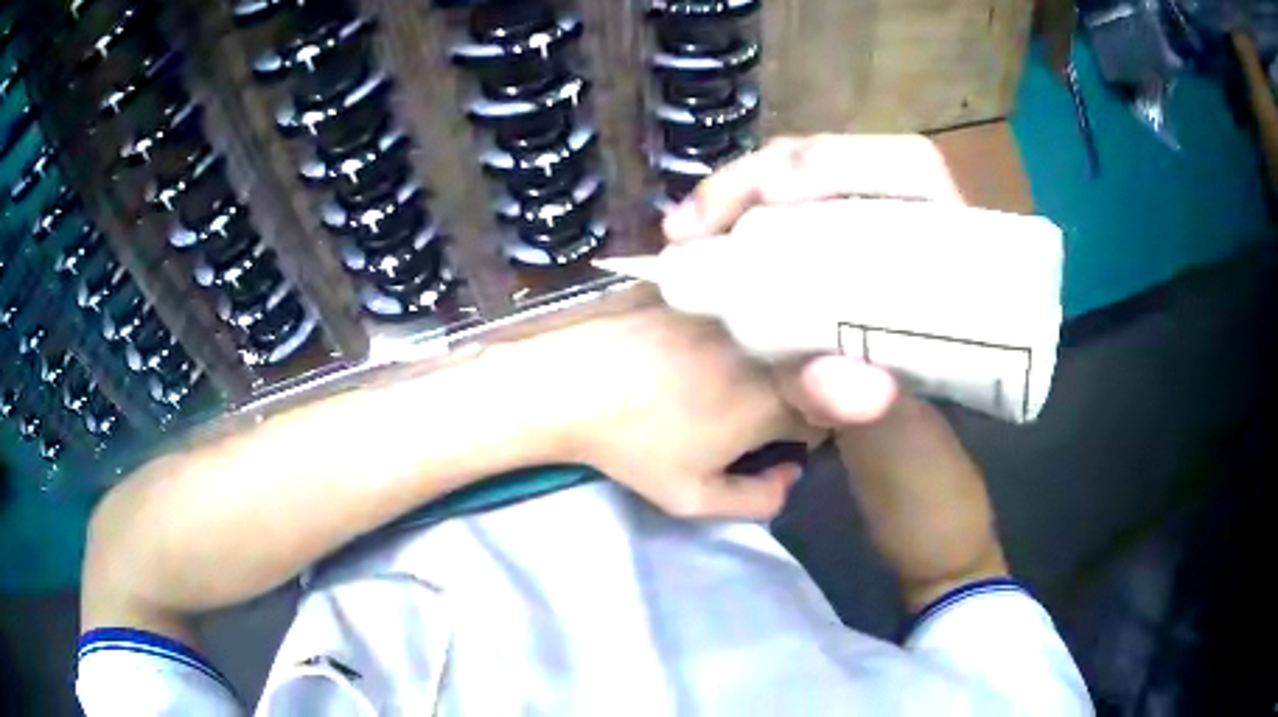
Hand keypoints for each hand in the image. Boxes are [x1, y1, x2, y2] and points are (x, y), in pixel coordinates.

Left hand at [488, 307, 820, 519]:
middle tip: (747, 412)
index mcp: (771, 401)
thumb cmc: (633, 447)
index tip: (772, 441)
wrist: (570, 386)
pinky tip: (704, 345)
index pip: (821, 415)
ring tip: (725, 378)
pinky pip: (742, 311)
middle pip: (805, 371)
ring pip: (776, 337)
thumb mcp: (692, 497)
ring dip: (767, 358)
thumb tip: (790, 475)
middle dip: (792, 394)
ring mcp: (735, 312)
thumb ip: (757, 500)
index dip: (801, 433)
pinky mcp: (707, 291)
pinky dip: (739, 330)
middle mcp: (765, 348)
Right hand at [662, 135, 1007, 604]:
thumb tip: (836, 378)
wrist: (911, 496)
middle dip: (769, 175)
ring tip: (686, 230)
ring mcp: (865, 251)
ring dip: (739, 194)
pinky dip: (732, 222)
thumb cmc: (921, 473)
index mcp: (955, 271)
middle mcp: (912, 245)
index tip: (778, 195)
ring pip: (802, 184)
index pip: (913, 173)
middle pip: (842, 165)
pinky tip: (694, 239)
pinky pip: (778, 220)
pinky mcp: (831, 270)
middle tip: (704, 218)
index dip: (847, 163)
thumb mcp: (900, 443)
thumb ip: (880, 411)